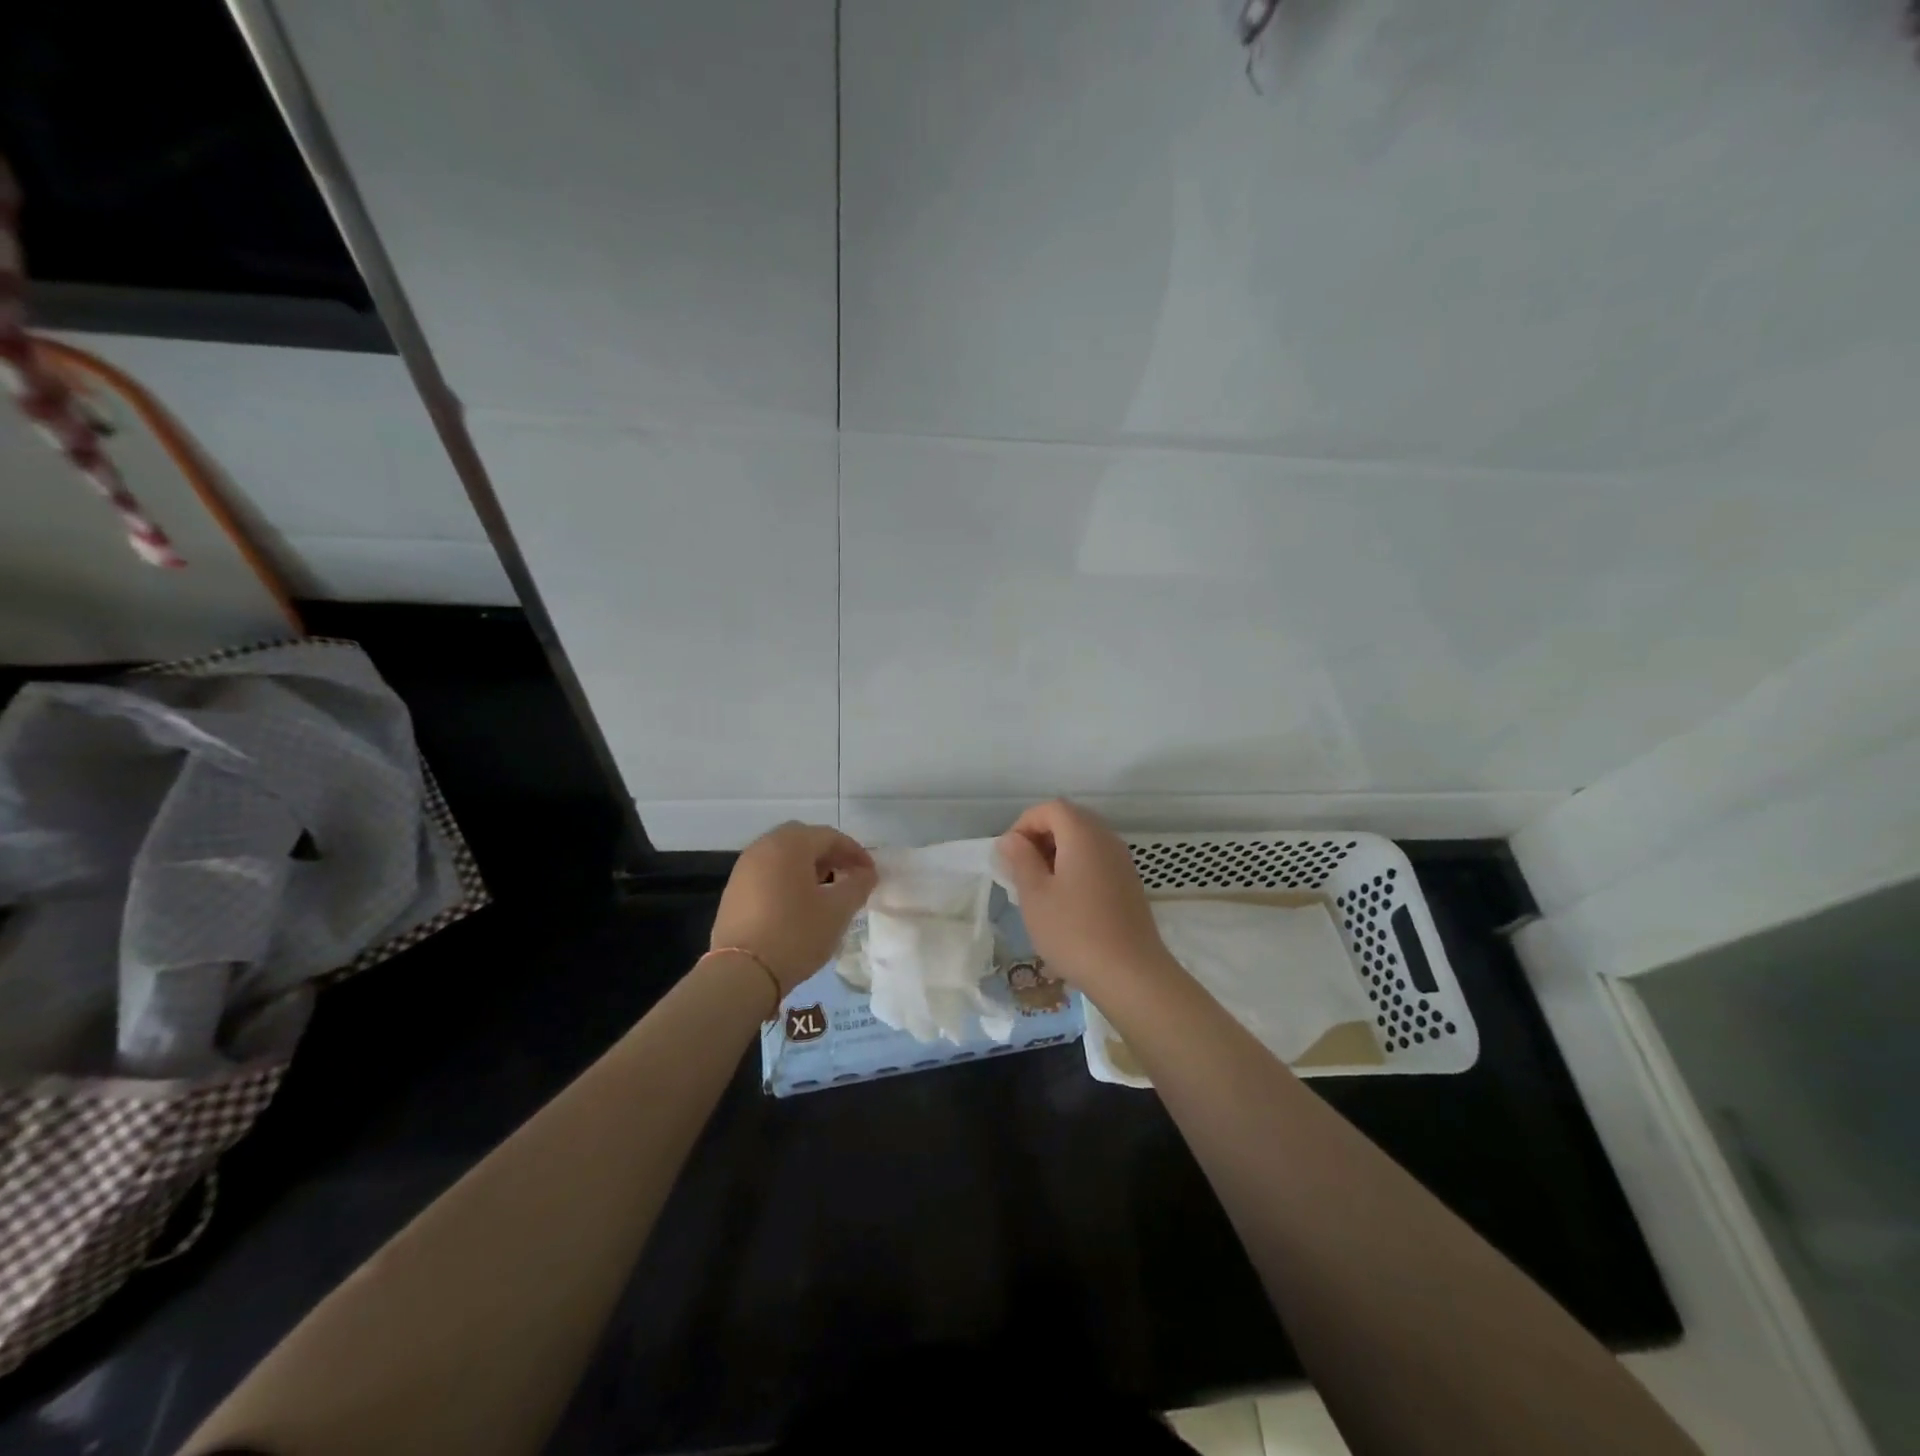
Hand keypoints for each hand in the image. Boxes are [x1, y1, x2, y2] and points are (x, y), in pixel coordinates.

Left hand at [710, 822, 876, 993]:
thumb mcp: (837, 911)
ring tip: (825, 891)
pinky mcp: (733, 891)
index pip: (830, 836)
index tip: (871, 873)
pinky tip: (797, 904)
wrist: (741, 974)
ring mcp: (744, 868)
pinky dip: (787, 879)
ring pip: (783, 855)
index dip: (855, 852)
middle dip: (829, 854)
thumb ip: (858, 885)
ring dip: (807, 866)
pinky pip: (767, 873)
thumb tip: (867, 873)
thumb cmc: (796, 934)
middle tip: (847, 875)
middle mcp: (763, 847)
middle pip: (804, 839)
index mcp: (789, 844)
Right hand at [996, 799, 1171, 992]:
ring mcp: (1122, 861)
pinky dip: (1076, 867)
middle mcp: (1107, 839)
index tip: (1009, 854)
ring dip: (1058, 853)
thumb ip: (1021, 859)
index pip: (1051, 808)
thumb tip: (1011, 839)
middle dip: (1041, 837)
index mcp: (1083, 835)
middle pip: (1070, 820)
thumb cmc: (1074, 931)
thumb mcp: (1035, 895)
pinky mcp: (1129, 883)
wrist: (1131, 973)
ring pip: (1084, 841)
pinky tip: (1065, 901)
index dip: (1025, 823)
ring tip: (1039, 887)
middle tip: (1021, 869)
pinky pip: (1097, 860)